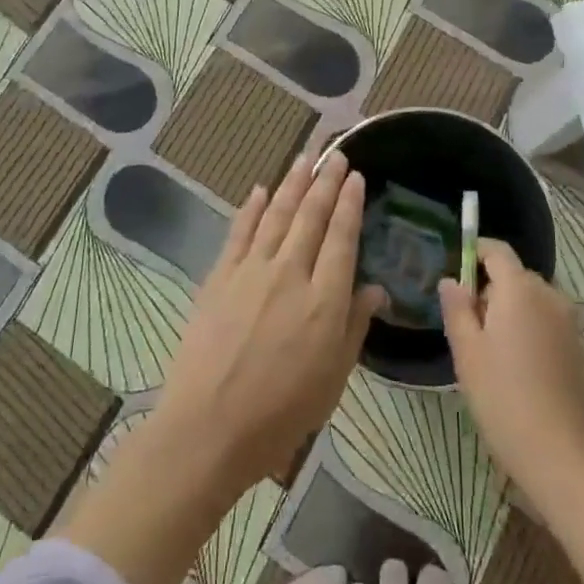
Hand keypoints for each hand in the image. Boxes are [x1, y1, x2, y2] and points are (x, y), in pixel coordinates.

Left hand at [157, 145, 388, 494]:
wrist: (208, 429)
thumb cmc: (281, 414)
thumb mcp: (333, 379)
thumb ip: (355, 326)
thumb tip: (375, 288)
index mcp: (324, 299)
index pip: (342, 237)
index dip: (350, 203)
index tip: (357, 177)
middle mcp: (290, 273)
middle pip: (311, 215)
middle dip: (325, 181)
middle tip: (336, 154)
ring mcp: (251, 271)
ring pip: (276, 214)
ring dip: (292, 183)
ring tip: (305, 157)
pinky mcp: (219, 278)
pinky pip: (239, 233)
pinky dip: (250, 209)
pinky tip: (259, 190)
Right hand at [440, 241, 583, 583]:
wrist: (562, 454)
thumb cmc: (503, 397)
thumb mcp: (466, 352)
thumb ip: (457, 307)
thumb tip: (452, 279)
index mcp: (520, 288)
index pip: (496, 250)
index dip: (474, 253)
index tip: (455, 277)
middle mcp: (549, 293)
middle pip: (513, 275)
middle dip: (488, 290)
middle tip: (466, 330)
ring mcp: (567, 319)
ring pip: (528, 299)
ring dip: (507, 312)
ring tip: (488, 354)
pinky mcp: (576, 344)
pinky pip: (544, 320)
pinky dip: (526, 329)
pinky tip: (514, 368)